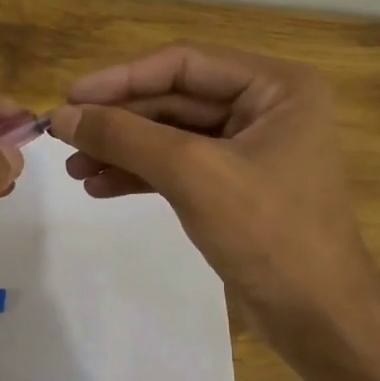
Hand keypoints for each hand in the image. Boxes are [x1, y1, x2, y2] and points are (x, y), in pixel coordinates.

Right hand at [48, 44, 379, 324]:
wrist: (316, 316)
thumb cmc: (268, 232)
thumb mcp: (193, 174)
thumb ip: (125, 138)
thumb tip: (63, 116)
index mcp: (276, 87)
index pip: (184, 64)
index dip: (121, 79)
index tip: (69, 98)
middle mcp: (265, 108)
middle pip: (174, 99)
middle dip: (118, 121)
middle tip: (64, 138)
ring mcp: (250, 150)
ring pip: (171, 136)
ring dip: (122, 150)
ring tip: (74, 170)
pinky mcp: (234, 188)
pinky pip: (178, 168)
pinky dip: (139, 175)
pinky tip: (101, 187)